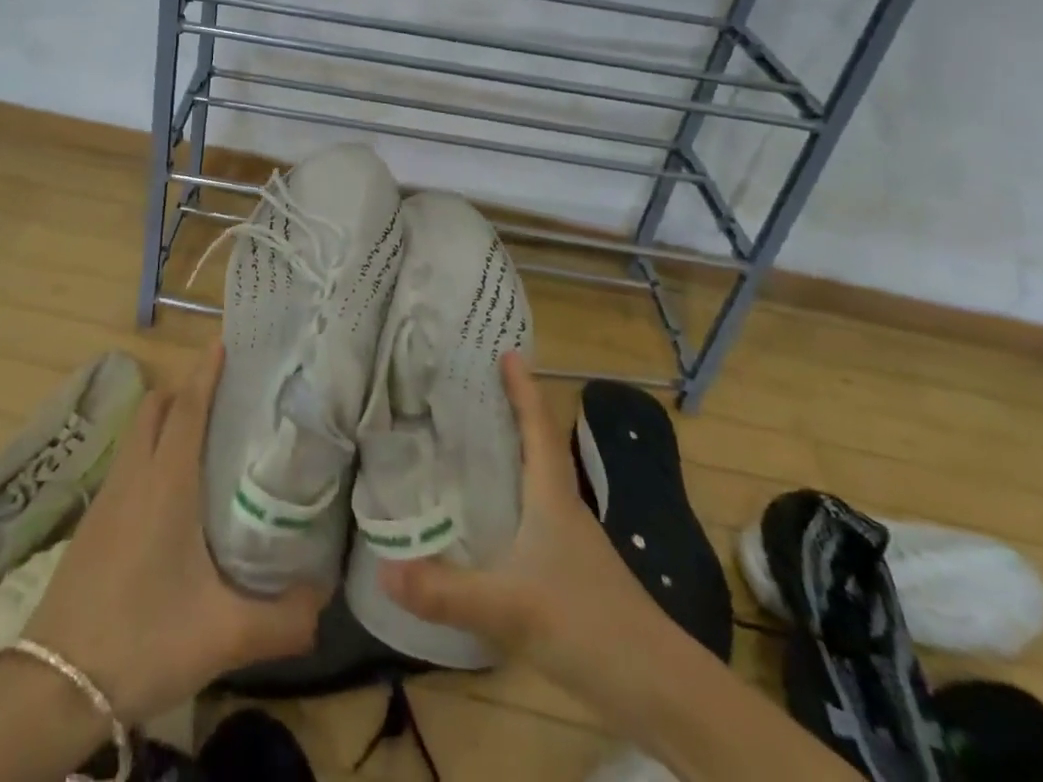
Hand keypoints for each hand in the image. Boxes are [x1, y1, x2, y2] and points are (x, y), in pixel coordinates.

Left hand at [22, 343, 325, 722]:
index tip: (226, 341)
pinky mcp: (92, 523)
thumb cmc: (141, 640)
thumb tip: (325, 601)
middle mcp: (135, 475)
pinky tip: (171, 491)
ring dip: (167, 417)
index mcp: (167, 481)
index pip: (188, 406)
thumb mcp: (222, 635)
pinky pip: (127, 461)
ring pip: (138, 432)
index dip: (206, 370)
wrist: (52, 687)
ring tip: (205, 435)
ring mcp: (108, 497)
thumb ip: (282, 619)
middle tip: (227, 394)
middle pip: (157, 406)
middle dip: (187, 388)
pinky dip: (150, 450)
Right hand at [378, 353, 671, 702]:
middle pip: (537, 447)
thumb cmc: (588, 625)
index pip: (537, 427)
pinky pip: (534, 519)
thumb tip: (383, 568)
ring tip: (467, 446)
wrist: (660, 689)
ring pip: (536, 484)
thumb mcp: (509, 608)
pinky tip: (486, 523)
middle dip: (509, 415)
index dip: (523, 389)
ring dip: (510, 458)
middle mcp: (563, 508)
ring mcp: (571, 543)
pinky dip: (511, 503)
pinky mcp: (571, 575)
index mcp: (552, 496)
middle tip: (469, 393)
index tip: (507, 352)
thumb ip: (446, 592)